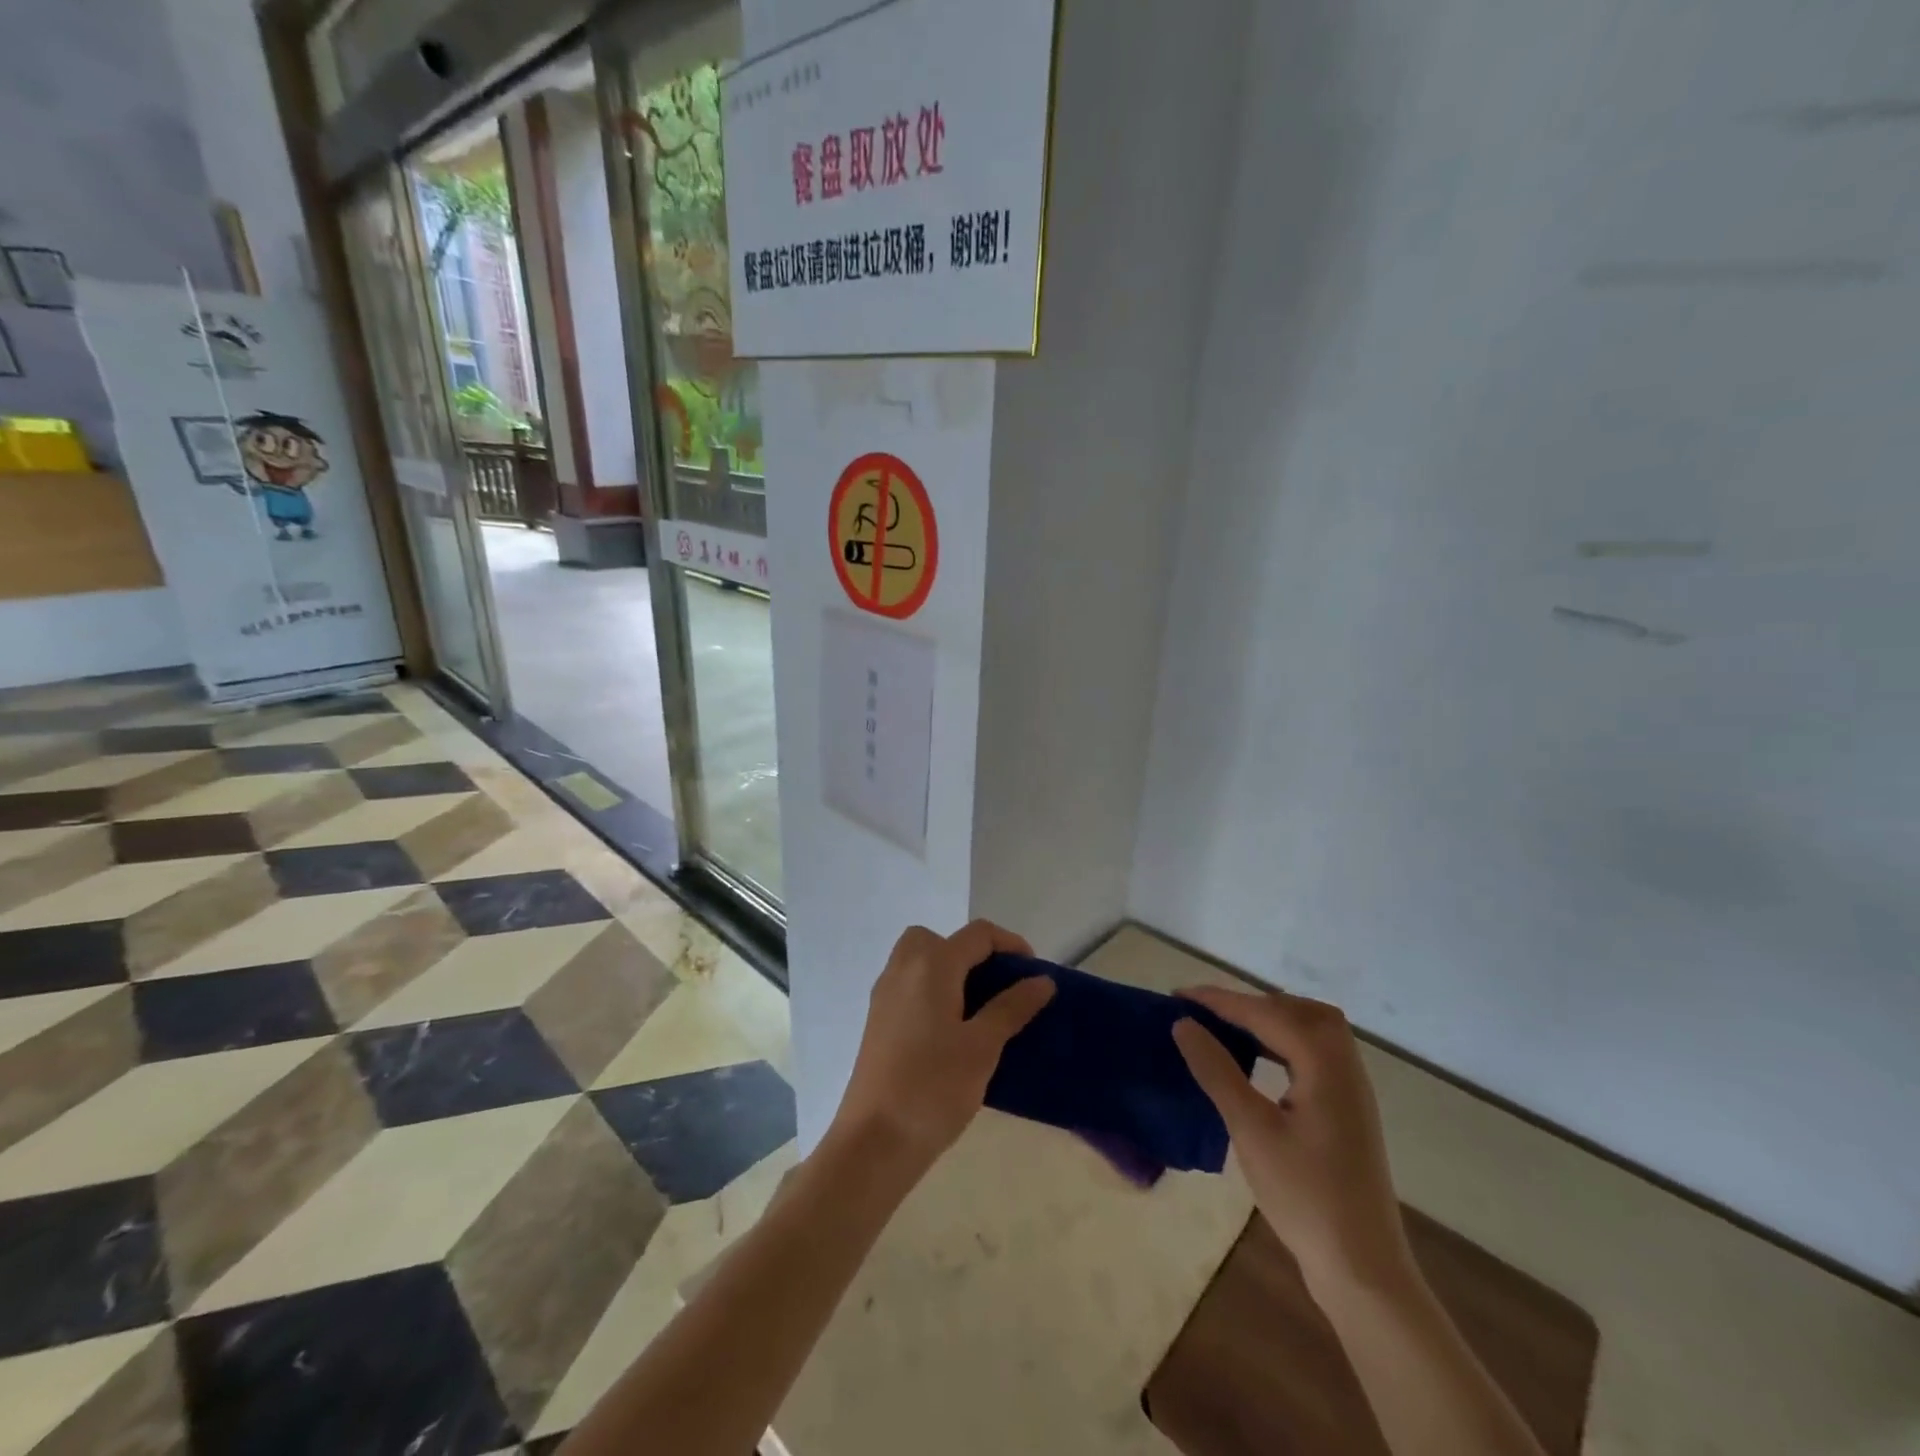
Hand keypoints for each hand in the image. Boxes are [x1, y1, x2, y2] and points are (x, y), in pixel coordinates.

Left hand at [828, 920, 1055, 1171]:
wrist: (875, 1140)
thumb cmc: (934, 1087)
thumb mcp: (983, 1046)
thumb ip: (1012, 1007)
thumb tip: (1041, 981)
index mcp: (932, 965)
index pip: (977, 934)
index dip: (1010, 944)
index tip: (1033, 973)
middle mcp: (903, 968)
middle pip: (940, 938)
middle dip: (972, 952)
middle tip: (996, 986)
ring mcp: (885, 994)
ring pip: (919, 959)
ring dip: (950, 970)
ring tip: (976, 1009)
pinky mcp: (877, 1019)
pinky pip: (908, 984)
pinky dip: (932, 990)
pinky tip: (950, 1031)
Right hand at [1173, 987, 1411, 1291]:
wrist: (1362, 1269)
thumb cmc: (1304, 1196)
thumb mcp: (1251, 1130)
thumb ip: (1217, 1071)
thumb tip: (1184, 1025)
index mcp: (1325, 1065)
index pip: (1267, 1013)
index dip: (1220, 1001)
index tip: (1179, 996)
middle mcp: (1345, 1067)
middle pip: (1300, 1011)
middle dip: (1252, 1003)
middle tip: (1208, 1012)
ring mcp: (1351, 1090)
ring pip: (1312, 1030)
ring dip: (1270, 1020)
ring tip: (1228, 1028)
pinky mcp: (1348, 1110)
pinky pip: (1316, 1054)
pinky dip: (1284, 1043)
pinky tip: (1258, 1061)